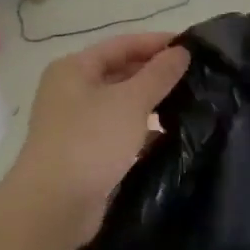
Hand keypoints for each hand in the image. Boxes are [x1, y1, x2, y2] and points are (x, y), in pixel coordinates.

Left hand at [8, 33, 189, 247]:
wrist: (54, 206)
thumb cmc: (91, 141)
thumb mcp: (131, 101)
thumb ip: (159, 74)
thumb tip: (181, 51)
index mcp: (74, 68)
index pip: (122, 44)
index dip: (157, 43)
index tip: (193, 47)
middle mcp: (71, 91)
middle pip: (120, 72)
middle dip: (156, 74)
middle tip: (196, 76)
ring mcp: (76, 124)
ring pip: (121, 104)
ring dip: (151, 104)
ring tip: (190, 104)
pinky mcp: (85, 153)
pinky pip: (119, 132)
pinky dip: (142, 131)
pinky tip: (170, 136)